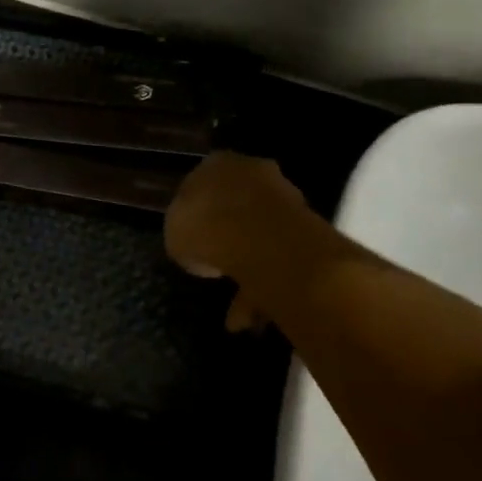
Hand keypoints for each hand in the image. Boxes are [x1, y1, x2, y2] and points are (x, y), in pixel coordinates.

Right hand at [166, 152, 314, 330]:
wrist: (260, 239)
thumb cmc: (205, 226)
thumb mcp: (175, 232)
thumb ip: (186, 232)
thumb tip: (197, 244)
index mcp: (216, 164)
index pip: (203, 183)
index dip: (197, 213)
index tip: (193, 239)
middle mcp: (252, 172)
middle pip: (236, 206)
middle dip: (228, 238)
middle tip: (217, 268)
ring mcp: (283, 199)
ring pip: (261, 236)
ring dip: (248, 270)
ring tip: (235, 312)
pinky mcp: (306, 228)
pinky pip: (278, 259)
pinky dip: (265, 286)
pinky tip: (250, 316)